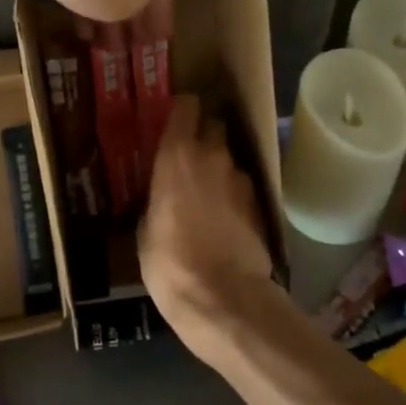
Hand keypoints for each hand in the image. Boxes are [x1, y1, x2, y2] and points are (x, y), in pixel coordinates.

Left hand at [31, 0, 172, 36]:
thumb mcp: (133, 0)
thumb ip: (140, 5)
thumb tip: (132, 3)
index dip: (162, 17)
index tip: (159, 43)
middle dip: (131, 18)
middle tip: (130, 49)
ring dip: (105, 15)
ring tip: (102, 46)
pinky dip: (82, 2)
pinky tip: (78, 28)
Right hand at [139, 95, 275, 362]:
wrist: (224, 298)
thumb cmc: (170, 262)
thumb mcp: (145, 230)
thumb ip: (155, 200)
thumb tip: (161, 200)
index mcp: (176, 155)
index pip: (187, 106)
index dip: (182, 109)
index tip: (174, 118)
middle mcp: (212, 156)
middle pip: (214, 126)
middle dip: (204, 135)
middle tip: (189, 156)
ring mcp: (240, 179)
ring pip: (229, 159)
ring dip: (219, 168)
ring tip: (206, 194)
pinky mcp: (259, 204)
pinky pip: (241, 187)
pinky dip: (233, 194)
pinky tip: (224, 218)